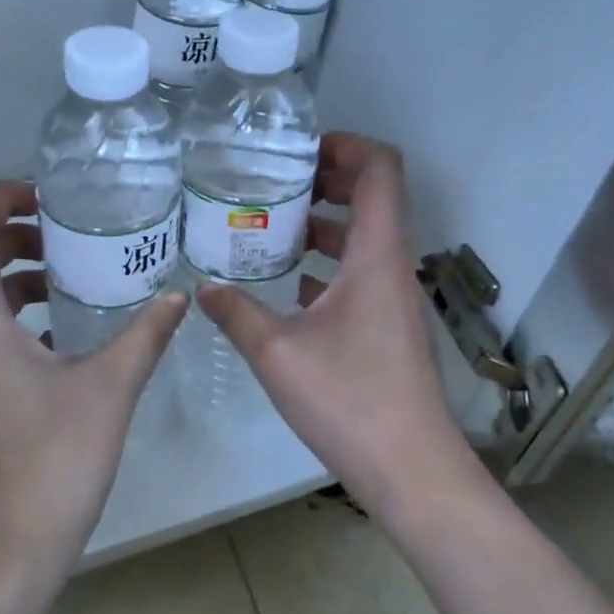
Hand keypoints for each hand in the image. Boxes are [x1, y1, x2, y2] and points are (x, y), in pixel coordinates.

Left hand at [0, 181, 188, 591]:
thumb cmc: (48, 465)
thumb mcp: (108, 389)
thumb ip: (144, 334)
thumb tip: (178, 295)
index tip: (49, 197)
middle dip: (13, 232)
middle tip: (68, 232)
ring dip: (14, 275)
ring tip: (71, 275)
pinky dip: (14, 315)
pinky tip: (63, 335)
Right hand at [197, 134, 479, 518]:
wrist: (412, 469)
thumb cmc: (350, 401)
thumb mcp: (277, 353)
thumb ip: (236, 313)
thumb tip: (202, 287)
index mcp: (376, 254)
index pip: (381, 169)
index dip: (346, 144)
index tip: (299, 150)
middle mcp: (392, 263)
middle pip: (373, 194)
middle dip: (327, 177)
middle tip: (275, 180)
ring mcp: (394, 294)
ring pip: (365, 234)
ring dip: (325, 220)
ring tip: (271, 223)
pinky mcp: (389, 322)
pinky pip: (361, 269)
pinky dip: (329, 259)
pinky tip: (289, 280)